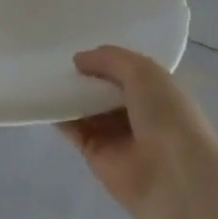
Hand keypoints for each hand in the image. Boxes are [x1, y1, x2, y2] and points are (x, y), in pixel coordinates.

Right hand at [60, 46, 217, 218]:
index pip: (126, 69)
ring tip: (44, 72)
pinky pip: (75, 130)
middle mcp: (136, 111)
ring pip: (87, 108)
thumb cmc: (166, 115)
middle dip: (85, 74)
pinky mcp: (96, 155)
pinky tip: (43, 99)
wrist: (174, 178)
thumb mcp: (143, 71)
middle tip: (55, 55)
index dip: (105, 57)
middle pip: (104, 88)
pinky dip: (60, 116)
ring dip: (69, 93)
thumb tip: (78, 60)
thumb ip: (110, 59)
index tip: (79, 40)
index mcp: (156, 90)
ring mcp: (116, 134)